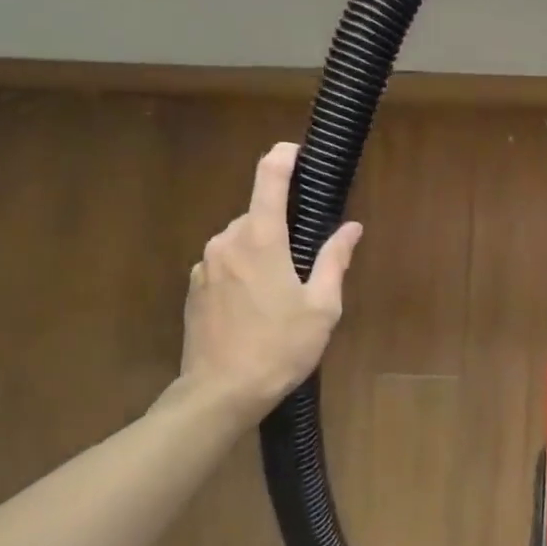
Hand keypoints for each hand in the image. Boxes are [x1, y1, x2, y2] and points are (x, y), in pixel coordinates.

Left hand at [176, 142, 362, 425]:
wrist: (220, 393)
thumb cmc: (279, 347)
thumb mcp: (321, 307)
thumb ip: (334, 259)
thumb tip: (351, 227)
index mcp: (261, 239)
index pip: (269, 177)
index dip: (284, 156)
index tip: (298, 152)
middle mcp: (227, 241)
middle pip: (259, 214)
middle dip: (283, 225)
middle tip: (307, 260)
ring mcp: (205, 264)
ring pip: (241, 239)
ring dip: (263, 250)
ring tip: (282, 291)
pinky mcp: (194, 287)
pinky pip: (225, 263)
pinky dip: (243, 269)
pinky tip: (256, 306)